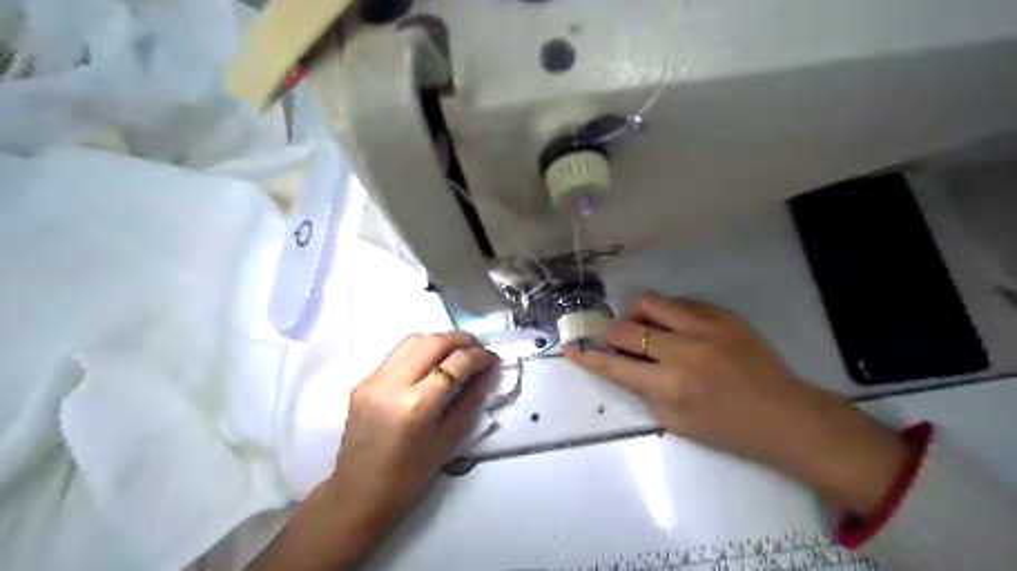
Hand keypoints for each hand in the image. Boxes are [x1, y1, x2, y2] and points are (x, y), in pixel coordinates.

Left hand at [328, 335, 498, 542]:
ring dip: (440, 340)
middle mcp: (391, 384)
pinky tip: (431, 366)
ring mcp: (372, 380)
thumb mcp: (448, 441)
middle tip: (479, 349)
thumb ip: (470, 401)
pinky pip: (397, 354)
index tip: (494, 358)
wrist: (356, 496)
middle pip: (433, 341)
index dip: (479, 356)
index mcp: (415, 406)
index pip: (455, 363)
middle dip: (461, 340)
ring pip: (413, 340)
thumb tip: (487, 372)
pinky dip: (420, 351)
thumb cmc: (408, 479)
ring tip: (457, 354)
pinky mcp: (362, 381)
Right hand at [569, 291, 910, 515]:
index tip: (570, 346)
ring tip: (648, 329)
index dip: (587, 355)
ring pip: (651, 301)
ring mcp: (706, 327)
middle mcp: (683, 350)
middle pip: (626, 326)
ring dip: (638, 315)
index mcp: (670, 386)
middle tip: (616, 341)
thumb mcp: (676, 423)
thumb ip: (644, 391)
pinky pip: (681, 303)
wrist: (785, 415)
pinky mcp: (724, 315)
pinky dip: (669, 315)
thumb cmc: (728, 429)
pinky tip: (679, 330)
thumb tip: (623, 364)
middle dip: (610, 333)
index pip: (613, 365)